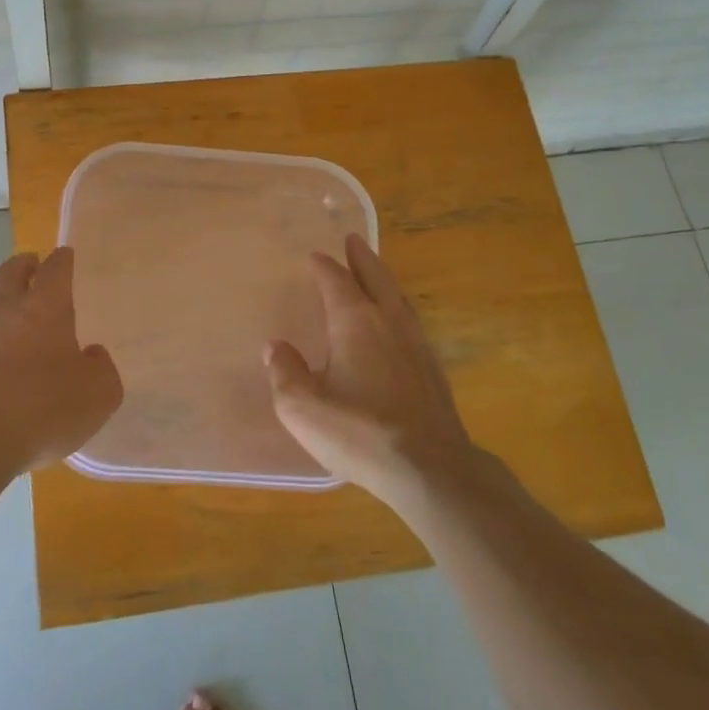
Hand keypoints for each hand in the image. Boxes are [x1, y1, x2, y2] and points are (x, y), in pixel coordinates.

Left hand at [0, 247, 122, 472]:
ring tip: (11, 315)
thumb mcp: (99, 393)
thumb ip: (101, 368)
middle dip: (24, 265)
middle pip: (11, 271)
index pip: (55, 268)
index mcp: (46, 307)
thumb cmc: (46, 407)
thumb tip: (90, 355)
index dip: (62, 259)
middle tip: (32, 266)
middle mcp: (6, 310)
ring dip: (0, 301)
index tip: (65, 255)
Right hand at [264, 235, 473, 504]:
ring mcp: (416, 345)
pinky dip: (397, 308)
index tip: (316, 255)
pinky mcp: (432, 370)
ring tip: (374, 273)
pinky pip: (411, 322)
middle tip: (353, 240)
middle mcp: (388, 323)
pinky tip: (396, 324)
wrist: (430, 469)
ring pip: (398, 298)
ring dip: (383, 280)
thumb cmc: (359, 432)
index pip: (336, 281)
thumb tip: (276, 347)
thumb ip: (284, 372)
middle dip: (362, 258)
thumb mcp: (302, 407)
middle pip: (376, 278)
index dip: (325, 266)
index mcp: (355, 322)